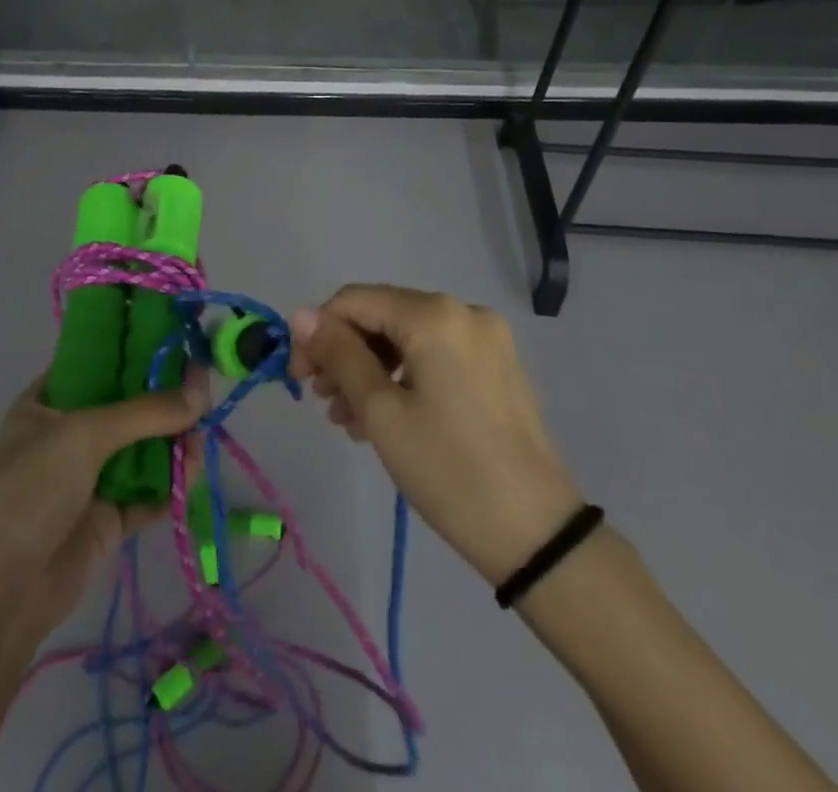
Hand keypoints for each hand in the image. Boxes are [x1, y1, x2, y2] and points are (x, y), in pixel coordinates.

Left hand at [0, 367, 210, 631]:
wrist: (1, 589)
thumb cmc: (31, 486)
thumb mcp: (85, 433)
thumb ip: (146, 411)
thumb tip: (202, 391)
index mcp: (46, 402)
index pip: (94, 363)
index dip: (132, 350)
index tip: (174, 341)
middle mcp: (68, 435)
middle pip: (125, 406)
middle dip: (162, 397)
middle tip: (202, 385)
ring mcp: (89, 478)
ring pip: (142, 449)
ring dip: (172, 439)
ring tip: (202, 428)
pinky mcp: (109, 519)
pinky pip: (149, 492)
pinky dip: (172, 481)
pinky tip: (193, 466)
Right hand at [291, 285, 580, 585]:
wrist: (538, 535)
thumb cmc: (448, 469)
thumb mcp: (381, 411)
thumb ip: (339, 354)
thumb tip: (300, 314)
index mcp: (434, 314)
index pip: (355, 301)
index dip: (318, 332)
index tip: (299, 377)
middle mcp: (462, 311)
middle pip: (383, 316)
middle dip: (346, 353)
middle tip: (323, 400)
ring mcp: (486, 338)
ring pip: (408, 338)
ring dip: (371, 369)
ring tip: (349, 418)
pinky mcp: (497, 365)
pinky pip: (435, 355)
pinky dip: (404, 376)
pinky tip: (384, 416)